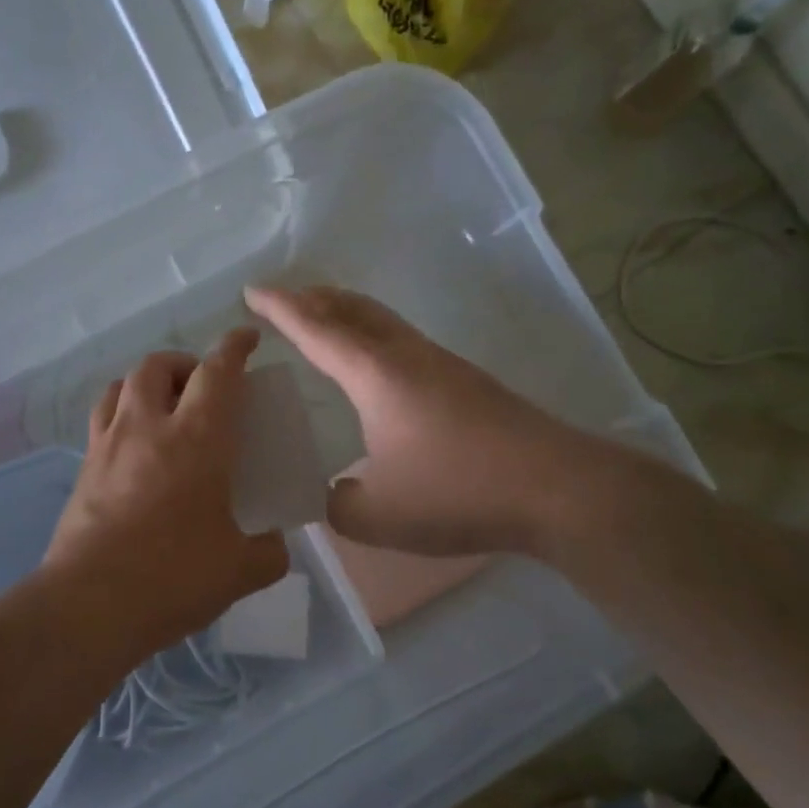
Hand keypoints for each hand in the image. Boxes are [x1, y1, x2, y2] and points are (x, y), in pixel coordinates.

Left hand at [43, 329, 289, 657]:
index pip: (218, 372)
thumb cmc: (174, 577)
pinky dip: (122, 412)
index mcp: (197, 438)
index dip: (235, 347)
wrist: (90, 604)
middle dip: (186, 363)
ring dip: (147, 382)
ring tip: (164, 406)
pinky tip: (134, 446)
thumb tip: (275, 545)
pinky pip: (103, 418)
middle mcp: (149, 426)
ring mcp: (109, 443)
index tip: (247, 336)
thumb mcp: (240, 570)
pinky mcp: (84, 467)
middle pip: (160, 365)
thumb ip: (268, 553)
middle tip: (204, 387)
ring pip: (123, 383)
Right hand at [245, 286, 565, 556]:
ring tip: (325, 324)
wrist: (556, 489)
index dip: (280, 309)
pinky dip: (374, 338)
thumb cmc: (456, 492)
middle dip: (314, 298)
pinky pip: (404, 343)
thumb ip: (338, 505)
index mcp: (375, 374)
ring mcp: (442, 365)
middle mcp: (406, 356)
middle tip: (284, 300)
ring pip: (383, 321)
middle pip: (353, 308)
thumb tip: (333, 495)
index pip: (316, 329)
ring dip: (347, 314)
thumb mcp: (376, 516)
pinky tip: (378, 370)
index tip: (252, 292)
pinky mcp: (467, 383)